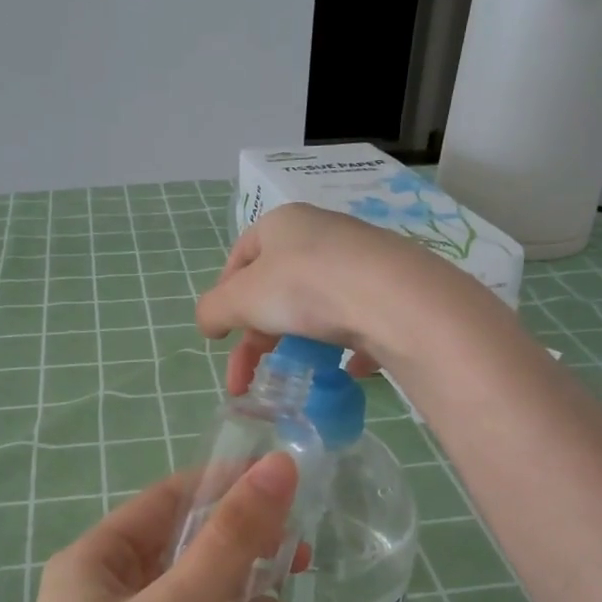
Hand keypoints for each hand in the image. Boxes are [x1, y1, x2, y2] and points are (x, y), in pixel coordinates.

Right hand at [195, 203, 462, 392]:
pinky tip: (346, 370)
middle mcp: (322, 235)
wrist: (393, 299)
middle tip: (248, 376)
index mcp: (282, 224)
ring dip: (299, 342)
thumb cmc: (304, 287)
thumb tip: (209, 323)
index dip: (225, 295)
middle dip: (257, 335)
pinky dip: (346, 347)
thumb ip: (214, 310)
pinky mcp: (390, 292)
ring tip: (297, 377)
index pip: (241, 255)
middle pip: (277, 287)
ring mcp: (360, 262)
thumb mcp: (241, 299)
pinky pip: (359, 320)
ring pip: (318, 305)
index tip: (222, 333)